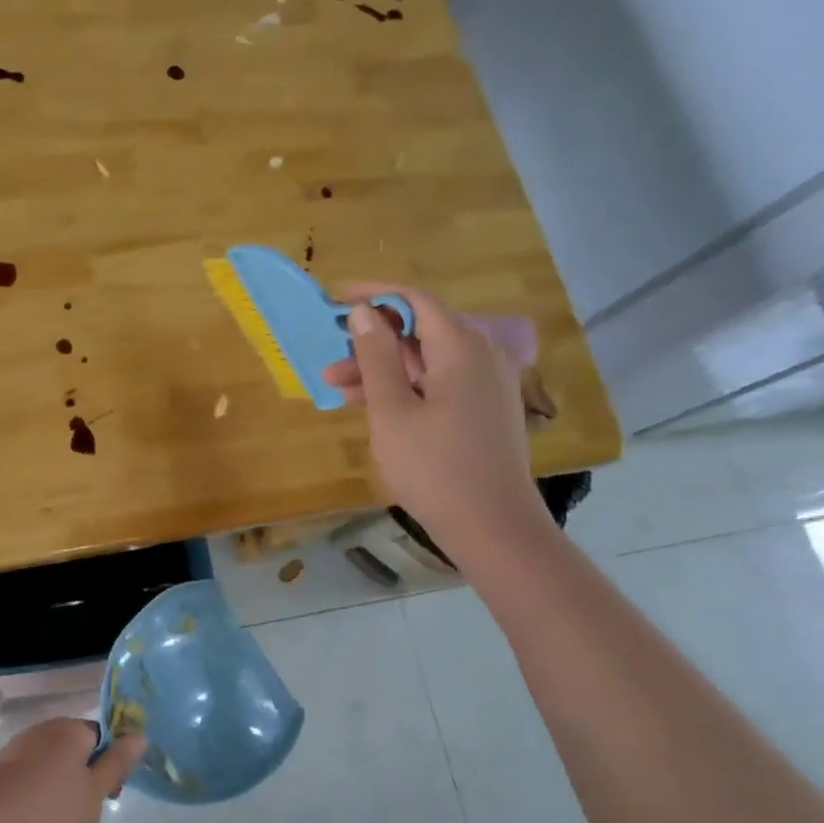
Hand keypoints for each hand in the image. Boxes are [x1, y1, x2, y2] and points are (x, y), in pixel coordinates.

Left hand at [0, 718, 146, 822]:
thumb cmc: (48, 806)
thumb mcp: (94, 791)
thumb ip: (118, 763)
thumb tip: (140, 734)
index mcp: (73, 728)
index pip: (103, 737)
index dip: (110, 765)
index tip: (108, 795)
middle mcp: (48, 726)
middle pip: (79, 748)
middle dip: (87, 777)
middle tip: (85, 811)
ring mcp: (22, 742)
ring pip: (56, 761)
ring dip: (64, 785)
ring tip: (60, 819)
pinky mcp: (4, 762)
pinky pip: (34, 770)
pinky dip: (40, 788)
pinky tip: (36, 815)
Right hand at [320, 284, 547, 555]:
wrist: (493, 527)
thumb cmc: (434, 467)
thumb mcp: (392, 410)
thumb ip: (376, 356)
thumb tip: (363, 312)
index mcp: (462, 349)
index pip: (416, 300)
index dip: (374, 295)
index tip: (335, 300)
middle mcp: (482, 356)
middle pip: (420, 332)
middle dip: (371, 343)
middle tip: (330, 363)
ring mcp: (487, 385)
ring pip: (427, 361)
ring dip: (383, 370)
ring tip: (339, 391)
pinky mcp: (485, 409)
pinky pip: (440, 383)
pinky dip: (406, 388)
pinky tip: (373, 407)